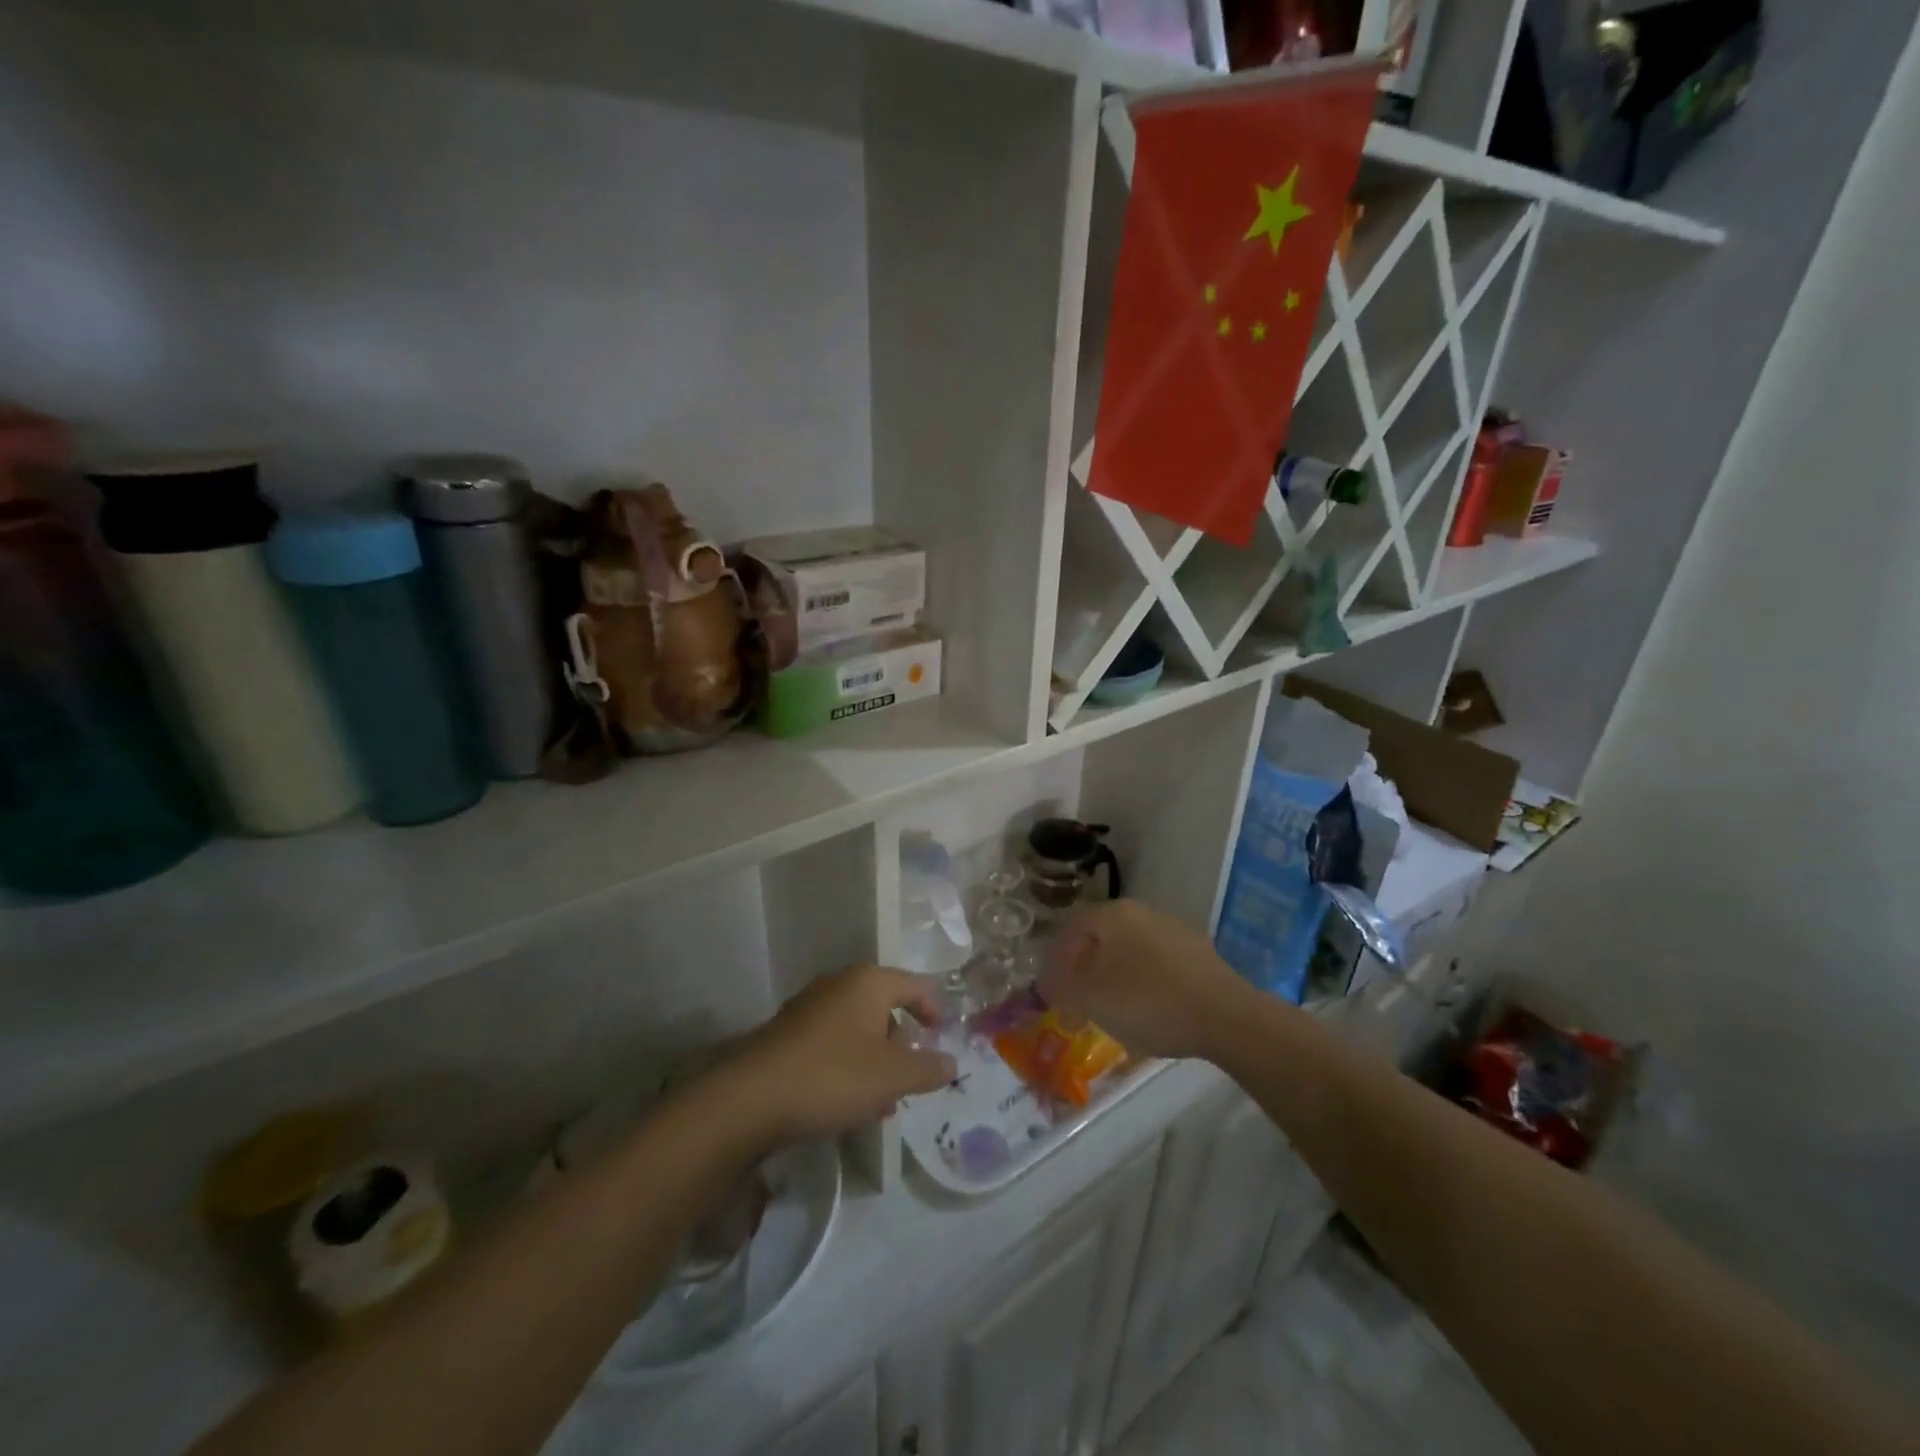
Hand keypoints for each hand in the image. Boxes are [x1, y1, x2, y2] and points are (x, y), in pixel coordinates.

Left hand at [719, 964, 957, 1142]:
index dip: (934, 1010)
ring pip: (857, 1027)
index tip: (943, 1039)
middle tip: (912, 1074)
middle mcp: (839, 984)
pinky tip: (848, 1101)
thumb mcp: (892, 1077)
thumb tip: (951, 1063)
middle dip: (902, 1041)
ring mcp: (809, 1007)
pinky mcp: (788, 1033)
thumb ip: (928, 1069)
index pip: (915, 985)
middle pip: (884, 1005)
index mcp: (868, 982)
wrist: (751, 1098)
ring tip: (883, 1099)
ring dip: (876, 1058)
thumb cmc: (833, 1076)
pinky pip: (832, 1042)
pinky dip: (849, 1064)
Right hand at [1039, 900, 1245, 1060]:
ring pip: (1131, 949)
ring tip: (1112, 1007)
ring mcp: (1175, 930)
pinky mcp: (1199, 953)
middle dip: (1086, 965)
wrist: (1225, 1017)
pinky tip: (1148, 1009)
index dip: (1057, 955)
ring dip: (1115, 974)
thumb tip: (1047, 982)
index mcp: (1115, 915)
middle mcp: (1144, 912)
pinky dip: (1144, 981)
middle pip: (1103, 935)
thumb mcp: (1092, 1000)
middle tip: (1079, 997)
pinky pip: (1158, 963)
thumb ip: (1062, 988)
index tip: (1053, 985)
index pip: (1073, 926)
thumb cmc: (1148, 1002)